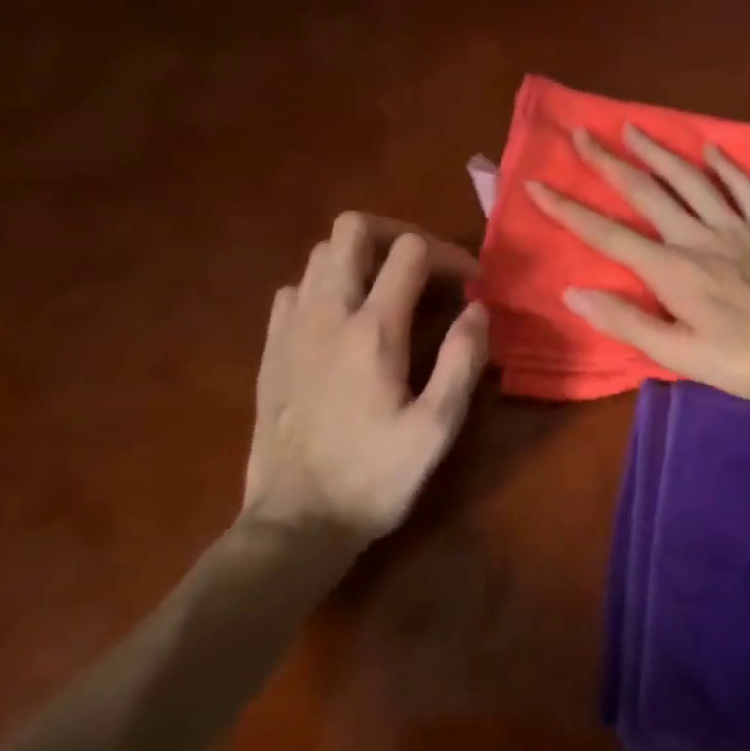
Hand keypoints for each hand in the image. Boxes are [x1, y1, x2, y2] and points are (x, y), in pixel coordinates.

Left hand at [243, 212, 489, 540]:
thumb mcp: (437, 428)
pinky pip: (295, 288)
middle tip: (425, 269)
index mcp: (374, 329)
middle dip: (397, 234)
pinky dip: (324, 286)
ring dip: (360, 257)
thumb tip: (478, 309)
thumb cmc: (375, 477)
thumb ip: (462, 361)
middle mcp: (328, 313)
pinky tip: (343, 320)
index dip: (449, 255)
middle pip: (353, 228)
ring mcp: (292, 327)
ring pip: (320, 252)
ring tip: (389, 290)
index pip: (411, 251)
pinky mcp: (271, 348)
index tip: (470, 285)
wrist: (296, 522)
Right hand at [527, 124, 749, 400]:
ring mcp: (736, 227)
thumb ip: (627, 322)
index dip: (569, 209)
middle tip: (584, 134)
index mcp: (671, 271)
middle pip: (646, 192)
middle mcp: (697, 237)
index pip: (608, 234)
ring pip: (691, 180)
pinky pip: (746, 188)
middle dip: (610, 162)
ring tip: (634, 128)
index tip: (538, 184)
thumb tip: (574, 293)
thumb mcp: (680, 354)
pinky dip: (728, 166)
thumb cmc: (746, 359)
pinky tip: (713, 149)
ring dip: (660, 152)